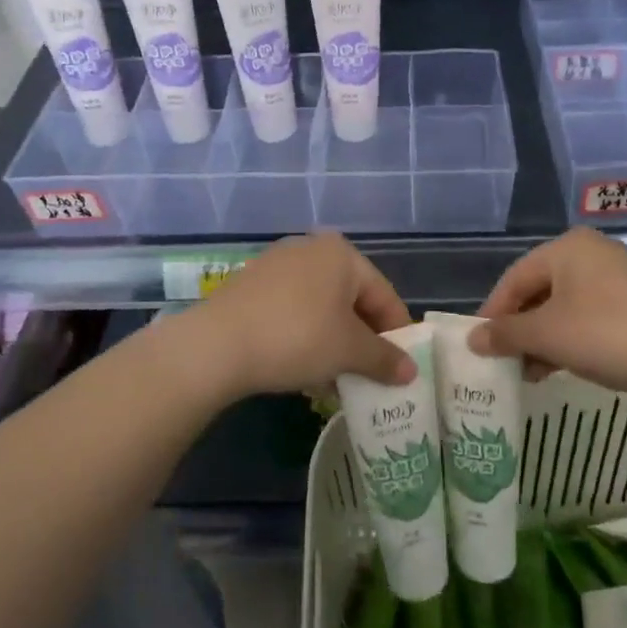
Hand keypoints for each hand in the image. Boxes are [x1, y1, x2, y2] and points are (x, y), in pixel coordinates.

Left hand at [186, 233, 414, 399]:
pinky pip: (293, 309)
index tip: (401, 367)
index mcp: (342, 254)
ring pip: (321, 306)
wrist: (216, 345)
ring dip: (334, 342)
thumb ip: (384, 359)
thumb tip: (410, 371)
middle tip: (368, 375)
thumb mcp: (348, 352)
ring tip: (336, 379)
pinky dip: (306, 335)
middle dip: (362, 340)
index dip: (396, 333)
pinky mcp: (252, 284)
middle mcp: (311, 248)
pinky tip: (303, 368)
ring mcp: (278, 264)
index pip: (384, 294)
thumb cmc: (297, 337)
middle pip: (351, 298)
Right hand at [470, 229, 626, 402]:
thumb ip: (506, 334)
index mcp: (567, 247)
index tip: (479, 345)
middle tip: (503, 361)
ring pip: (564, 308)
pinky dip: (569, 341)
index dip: (493, 312)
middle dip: (519, 328)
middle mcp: (591, 254)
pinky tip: (558, 368)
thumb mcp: (547, 334)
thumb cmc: (606, 334)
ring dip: (542, 339)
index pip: (514, 277)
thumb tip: (473, 339)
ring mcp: (617, 279)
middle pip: (539, 291)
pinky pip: (588, 319)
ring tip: (527, 373)